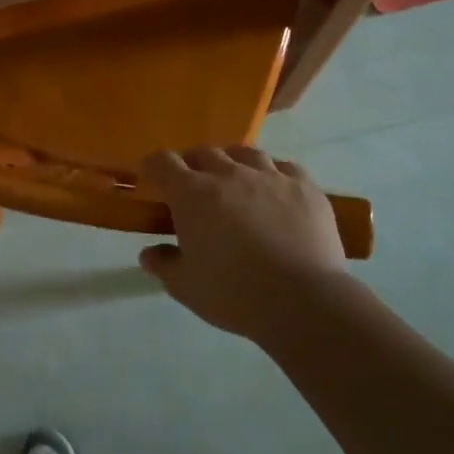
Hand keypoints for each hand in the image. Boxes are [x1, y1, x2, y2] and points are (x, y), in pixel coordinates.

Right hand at [138, 146, 347, 340]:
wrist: (301, 300)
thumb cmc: (233, 293)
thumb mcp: (185, 286)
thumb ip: (164, 264)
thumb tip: (149, 253)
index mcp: (192, 193)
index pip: (163, 162)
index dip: (153, 166)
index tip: (151, 177)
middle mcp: (228, 173)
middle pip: (204, 153)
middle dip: (193, 164)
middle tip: (194, 186)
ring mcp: (269, 176)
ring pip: (245, 153)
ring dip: (234, 163)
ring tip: (236, 181)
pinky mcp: (304, 186)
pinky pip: (285, 168)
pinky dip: (274, 175)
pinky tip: (276, 191)